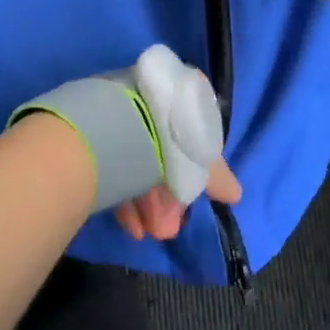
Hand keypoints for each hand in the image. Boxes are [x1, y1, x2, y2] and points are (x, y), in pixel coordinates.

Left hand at [107, 45, 240, 241]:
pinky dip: (125, 198)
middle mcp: (146, 100)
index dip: (193, 174)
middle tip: (168, 227)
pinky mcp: (95, 135)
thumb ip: (217, 177)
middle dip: (167, 197)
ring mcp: (118, 116)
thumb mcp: (201, 159)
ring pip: (137, 163)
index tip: (189, 202)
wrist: (117, 127)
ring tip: (150, 233)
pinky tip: (131, 226)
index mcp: (175, 96)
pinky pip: (114, 168)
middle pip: (162, 153)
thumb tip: (235, 194)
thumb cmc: (168, 137)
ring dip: (148, 203)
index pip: (189, 137)